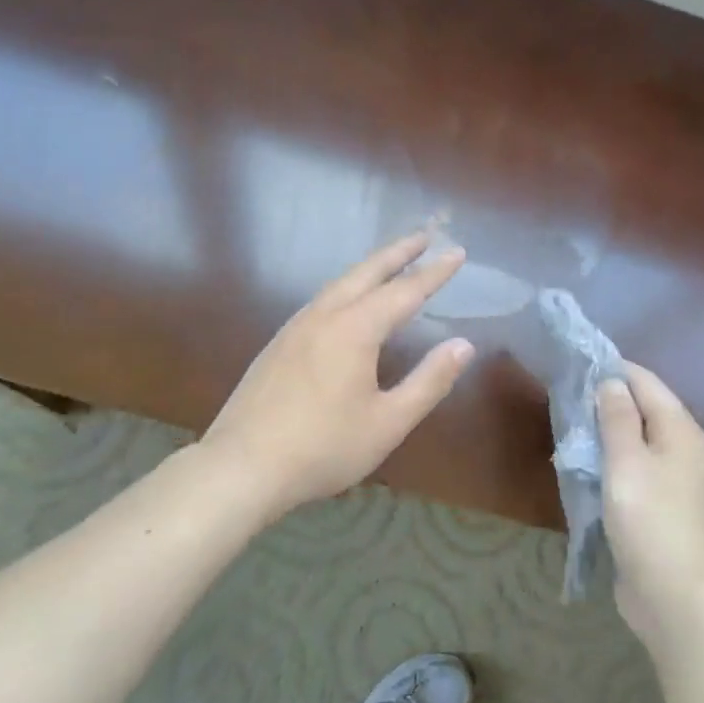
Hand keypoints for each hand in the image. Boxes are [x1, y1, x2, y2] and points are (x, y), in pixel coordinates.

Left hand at [201, 230, 475, 521]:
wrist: (241, 467)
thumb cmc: (323, 448)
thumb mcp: (388, 422)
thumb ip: (429, 381)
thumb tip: (463, 345)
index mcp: (355, 329)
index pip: (405, 290)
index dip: (434, 272)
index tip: (458, 252)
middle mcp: (325, 316)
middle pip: (368, 272)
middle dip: (399, 252)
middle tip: (426, 234)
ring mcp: (296, 327)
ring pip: (340, 283)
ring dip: (371, 267)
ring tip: (392, 262)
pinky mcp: (278, 343)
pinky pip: (322, 300)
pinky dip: (348, 287)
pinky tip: (348, 303)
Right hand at [598, 363, 703, 653]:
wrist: (673, 597)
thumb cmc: (648, 521)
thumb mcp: (626, 462)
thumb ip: (617, 417)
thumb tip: (611, 381)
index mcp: (680, 429)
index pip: (645, 381)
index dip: (612, 370)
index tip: (576, 365)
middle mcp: (683, 446)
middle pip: (642, 408)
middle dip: (606, 400)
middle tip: (566, 397)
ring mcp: (675, 477)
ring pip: (636, 438)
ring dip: (606, 431)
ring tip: (570, 427)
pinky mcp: (662, 503)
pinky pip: (634, 466)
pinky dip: (611, 459)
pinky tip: (586, 464)